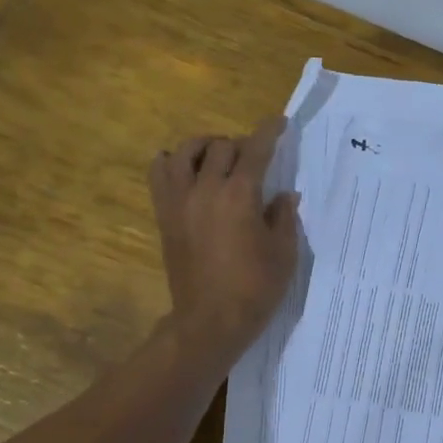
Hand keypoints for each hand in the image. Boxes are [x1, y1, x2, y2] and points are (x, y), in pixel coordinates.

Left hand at [149, 117, 298, 356]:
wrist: (210, 321)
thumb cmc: (255, 289)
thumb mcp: (284, 253)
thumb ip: (284, 217)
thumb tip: (283, 195)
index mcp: (240, 195)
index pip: (256, 150)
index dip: (269, 131)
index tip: (279, 121)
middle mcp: (206, 189)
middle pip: (219, 147)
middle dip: (240, 144)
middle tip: (254, 157)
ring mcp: (180, 202)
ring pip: (183, 152)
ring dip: (202, 146)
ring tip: (216, 155)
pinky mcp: (165, 217)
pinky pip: (158, 175)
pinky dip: (170, 163)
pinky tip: (184, 171)